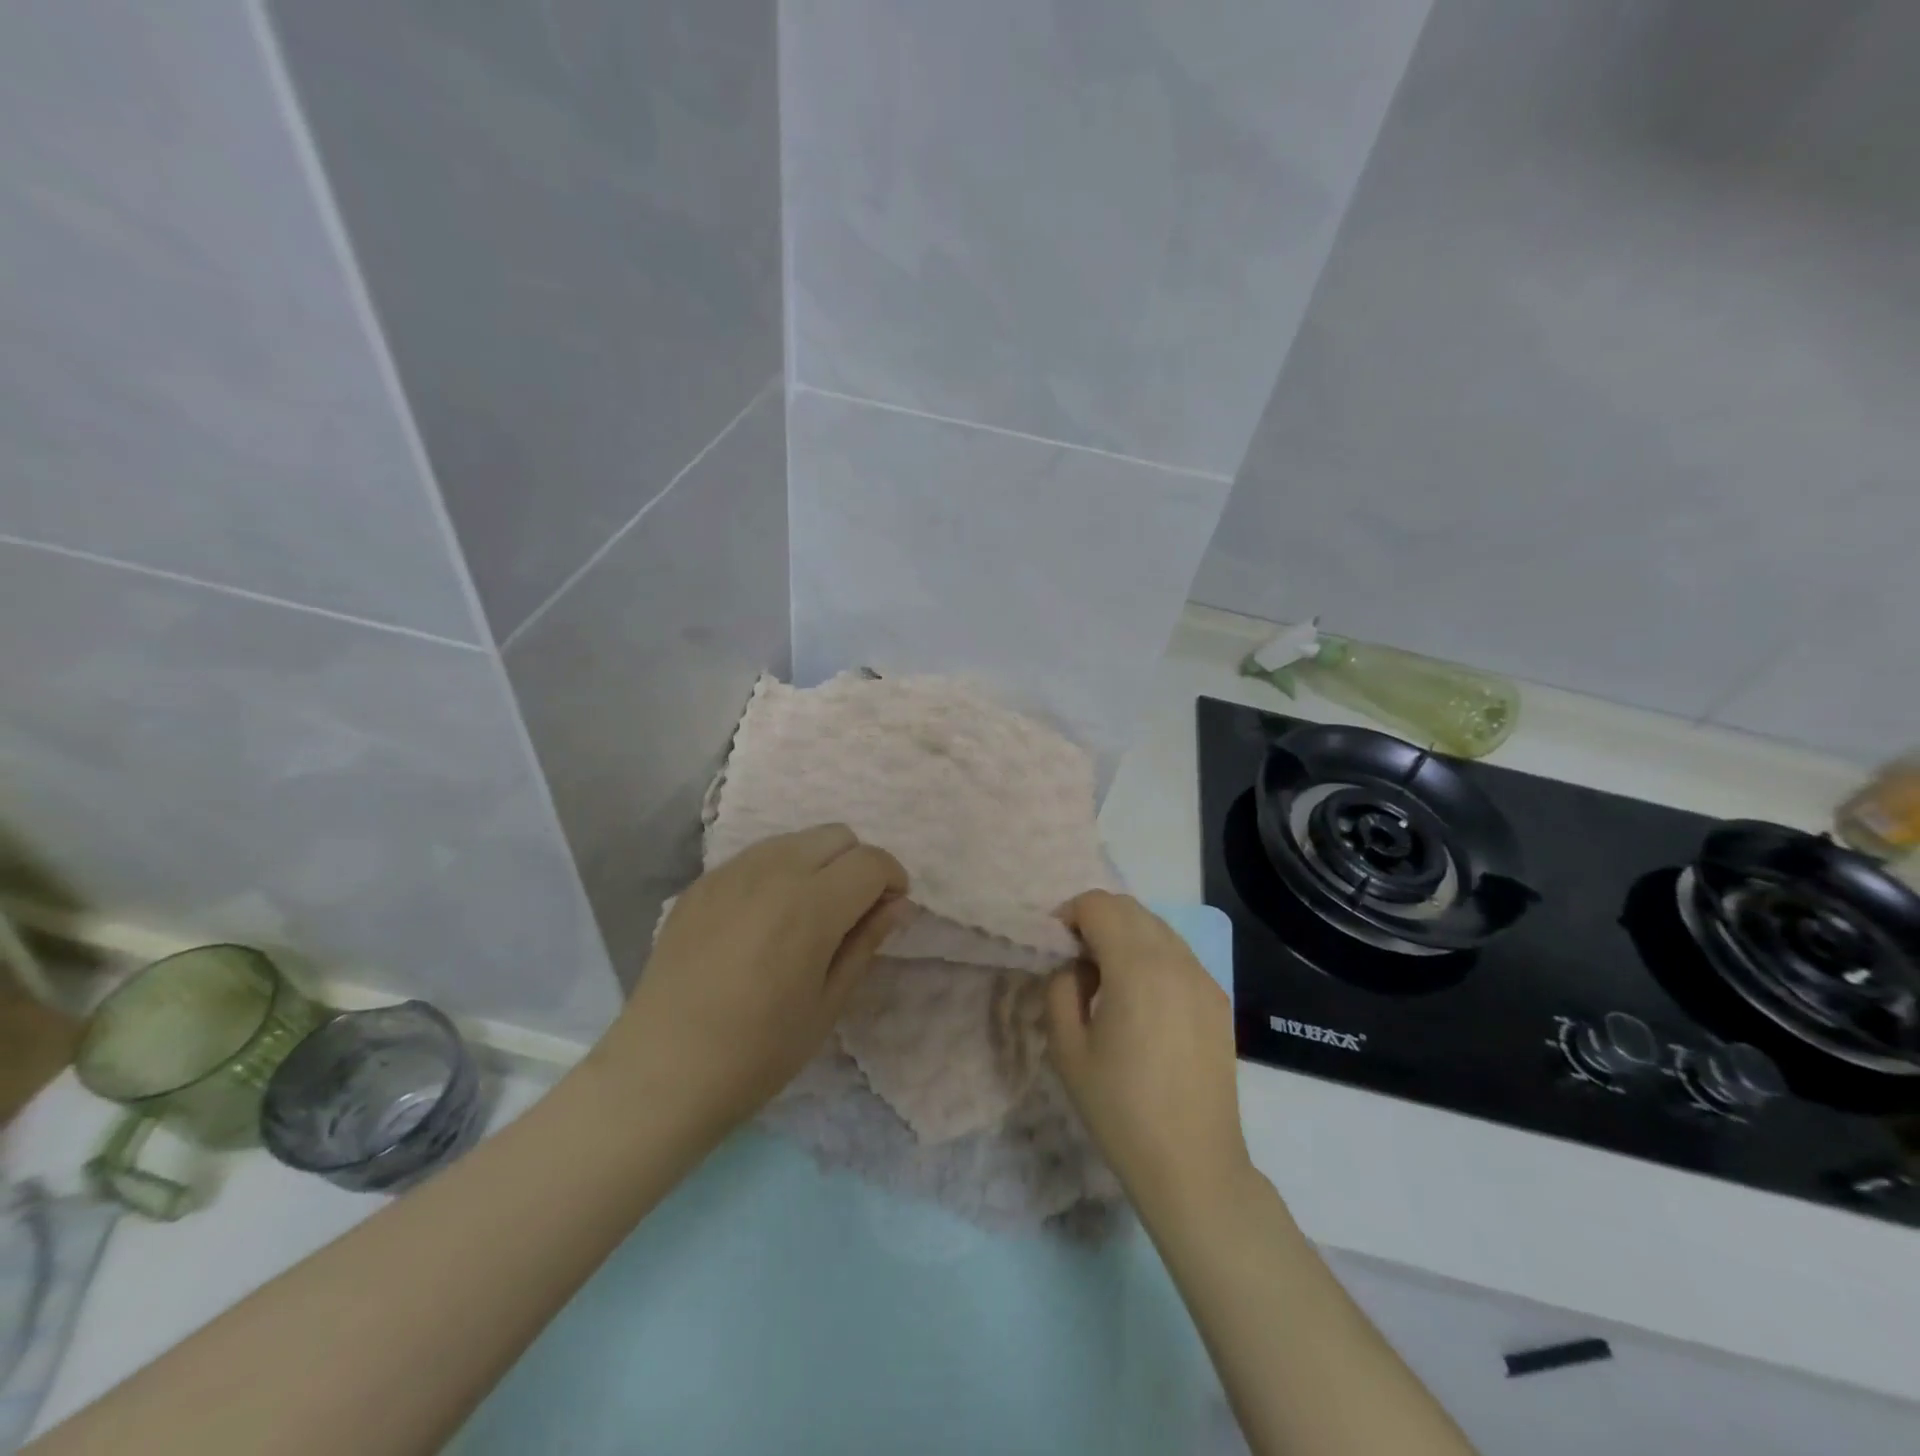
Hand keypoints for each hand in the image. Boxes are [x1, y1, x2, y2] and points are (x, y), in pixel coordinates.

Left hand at [596, 825, 908, 1140]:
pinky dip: (778, 872)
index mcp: (811, 905)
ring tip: (806, 914)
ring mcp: (731, 872)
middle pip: (837, 836)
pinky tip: (764, 920)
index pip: (871, 861)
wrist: (661, 1072)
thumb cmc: (758, 1052)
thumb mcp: (827, 1004)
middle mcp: (773, 872)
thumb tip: (897, 905)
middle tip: (851, 912)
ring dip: (818, 863)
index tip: (889, 911)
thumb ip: (865, 942)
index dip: (892, 880)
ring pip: (796, 839)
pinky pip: (757, 857)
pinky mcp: (702, 883)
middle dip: (857, 865)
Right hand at [1045, 891, 1253, 1226]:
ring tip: (1108, 980)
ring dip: (1125, 935)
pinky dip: (1152, 955)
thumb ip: (1061, 988)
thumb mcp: (1067, 1049)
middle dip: (1096, 920)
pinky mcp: (1218, 999)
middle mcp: (1175, 960)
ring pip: (1157, 927)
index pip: (1099, 905)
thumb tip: (1075, 965)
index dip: (1070, 915)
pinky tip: (1142, 1000)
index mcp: (1136, 967)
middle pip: (1129, 908)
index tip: (1055, 948)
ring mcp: (1203, 977)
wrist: (1192, 1165)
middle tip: (1076, 961)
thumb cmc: (1120, 1109)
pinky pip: (1178, 954)